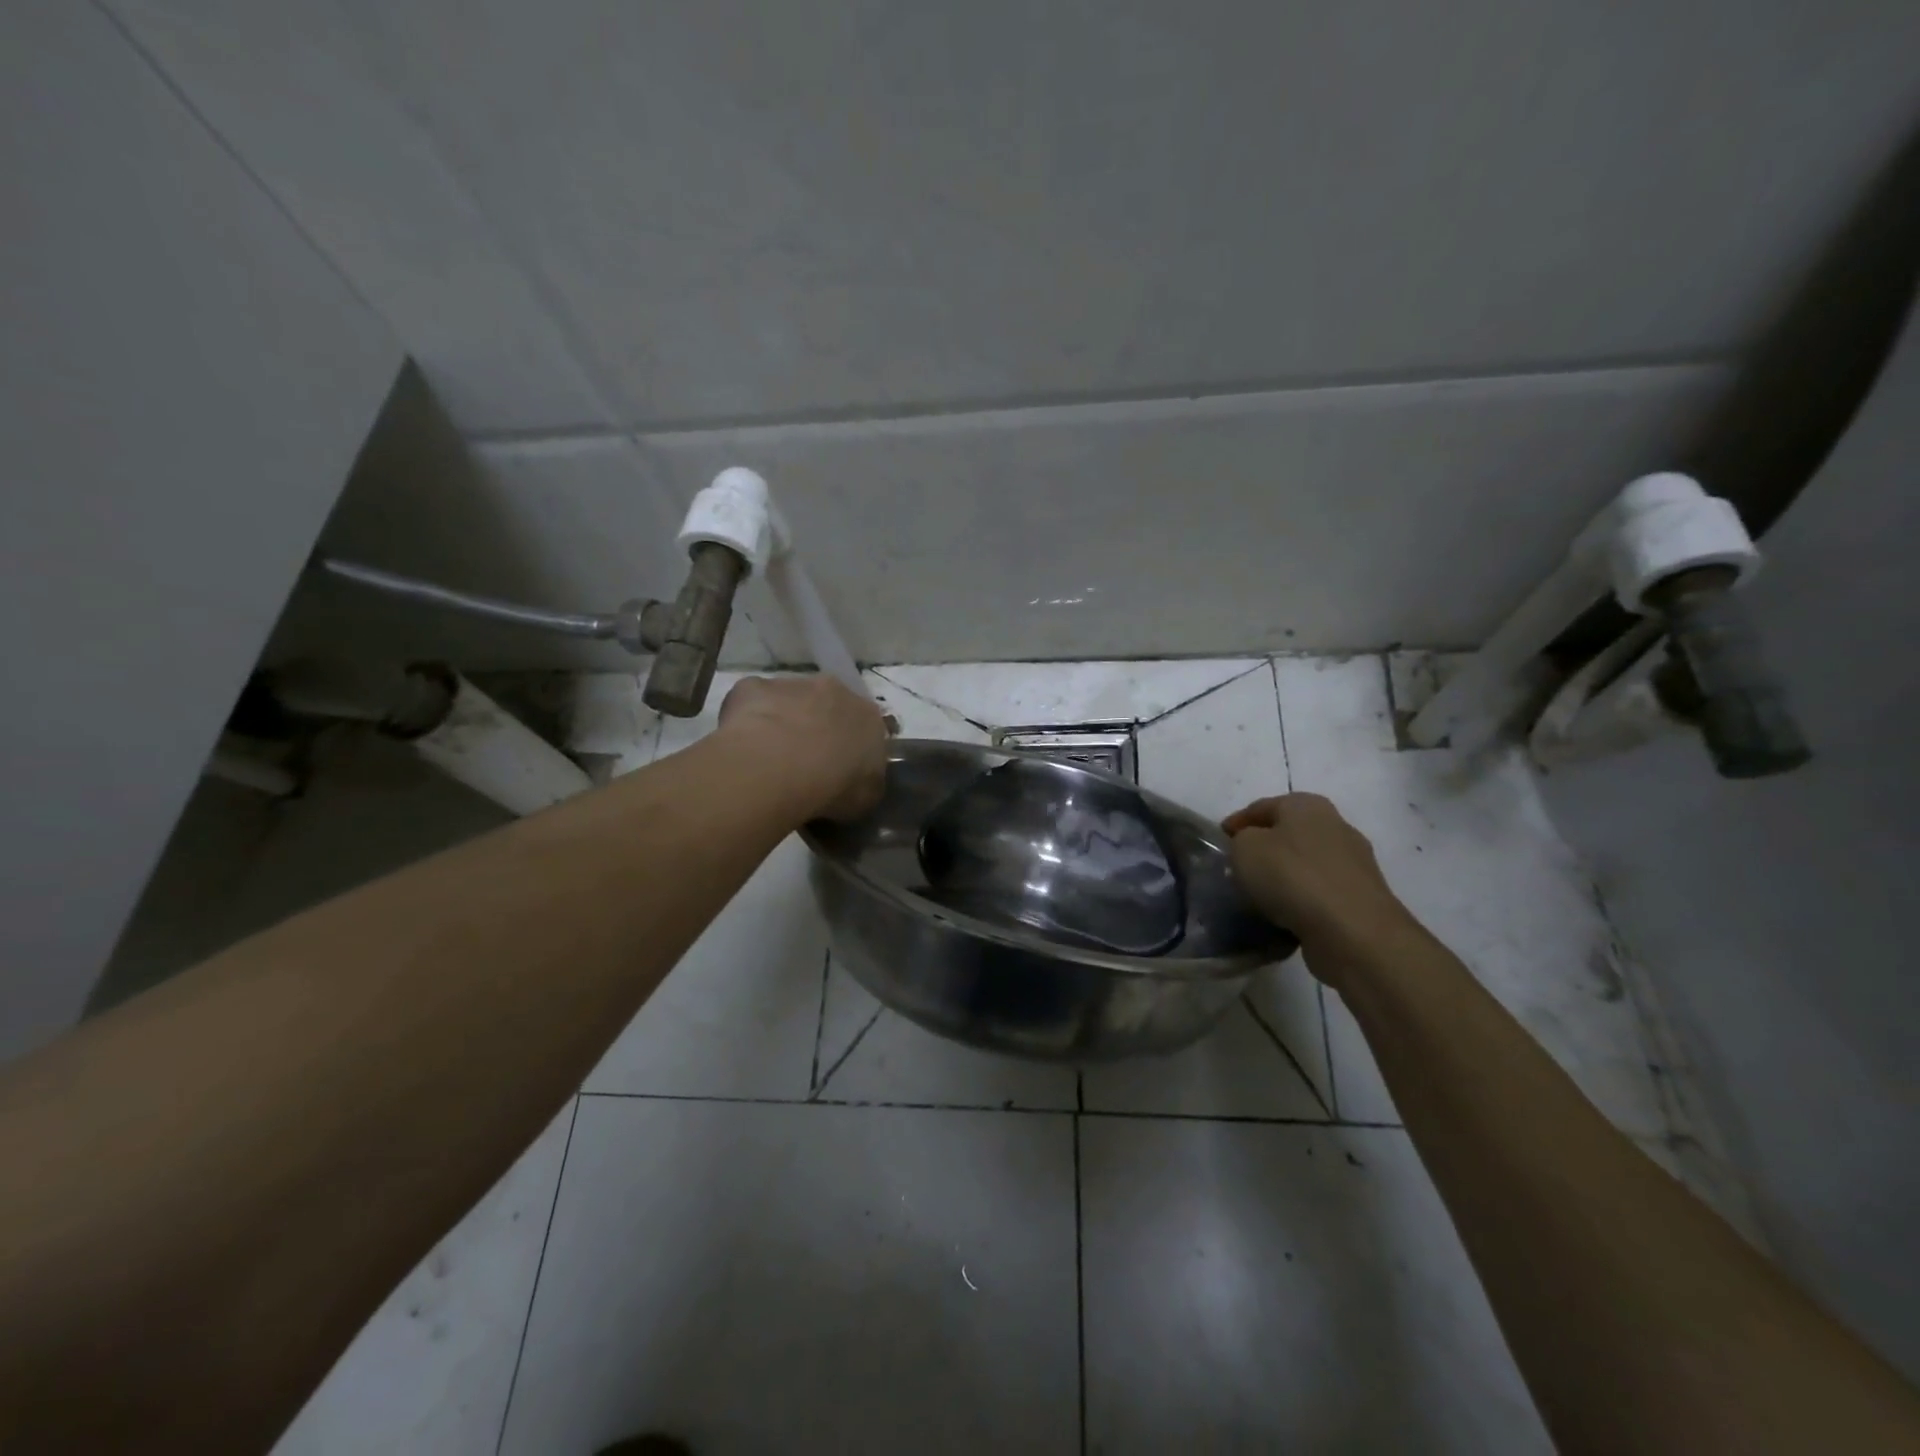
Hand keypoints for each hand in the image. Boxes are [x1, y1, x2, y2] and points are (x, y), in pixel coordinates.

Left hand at [718, 675, 889, 821]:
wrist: (780, 768)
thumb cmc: (833, 787)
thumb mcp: (866, 798)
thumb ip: (865, 781)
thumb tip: (857, 782)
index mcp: (868, 716)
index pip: (865, 728)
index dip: (850, 748)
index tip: (839, 770)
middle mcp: (835, 690)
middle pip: (828, 706)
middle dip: (818, 728)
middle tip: (803, 762)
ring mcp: (792, 684)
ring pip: (789, 701)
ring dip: (783, 721)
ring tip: (768, 758)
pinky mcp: (752, 686)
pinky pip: (751, 703)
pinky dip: (747, 720)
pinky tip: (742, 747)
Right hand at [1223, 793, 1420, 981]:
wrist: (1352, 931)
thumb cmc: (1291, 877)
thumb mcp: (1245, 849)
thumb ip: (1241, 841)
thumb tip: (1252, 848)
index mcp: (1307, 805)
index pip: (1262, 807)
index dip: (1237, 822)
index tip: (1220, 841)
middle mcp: (1336, 826)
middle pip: (1288, 833)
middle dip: (1264, 848)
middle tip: (1239, 867)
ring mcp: (1354, 863)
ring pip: (1306, 864)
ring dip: (1285, 876)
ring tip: (1259, 896)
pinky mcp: (1362, 898)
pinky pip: (1320, 893)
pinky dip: (1302, 900)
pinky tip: (1284, 915)